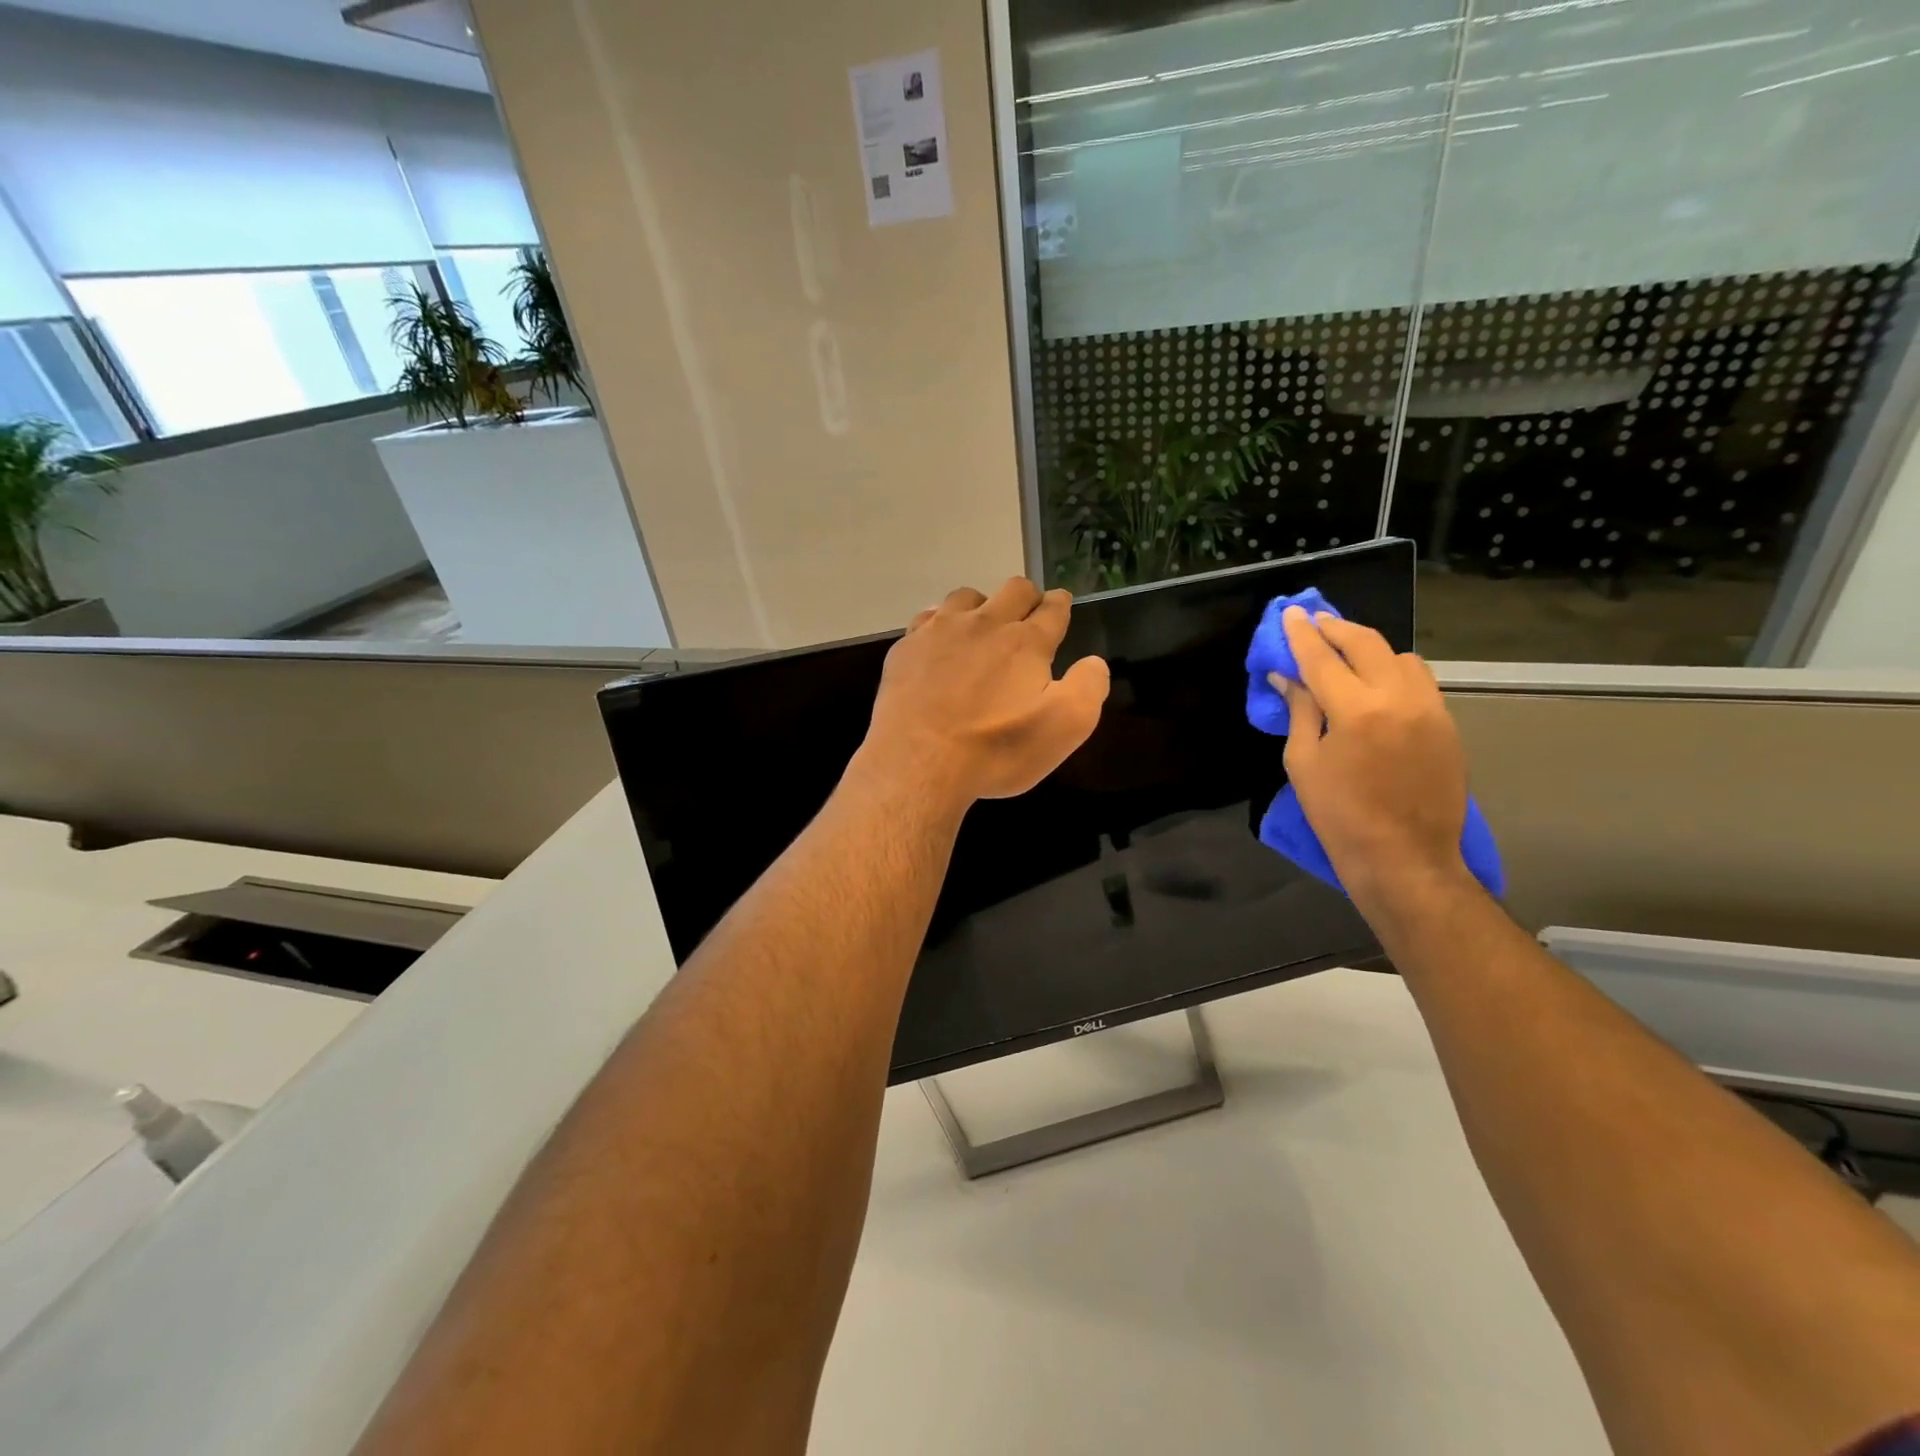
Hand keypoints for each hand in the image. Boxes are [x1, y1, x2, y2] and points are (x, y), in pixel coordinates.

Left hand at [859, 579, 1109, 809]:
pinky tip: (940, 645)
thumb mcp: (1065, 727)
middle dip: (1028, 597)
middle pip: (1013, 589)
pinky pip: (927, 618)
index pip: (1053, 609)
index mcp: (1026, 642)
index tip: (1061, 605)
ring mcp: (940, 631)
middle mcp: (985, 623)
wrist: (920, 762)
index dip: (1060, 605)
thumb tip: (1094, 662)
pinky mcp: (907, 648)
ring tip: (981, 629)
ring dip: (982, 606)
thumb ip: (1088, 687)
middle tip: (1029, 614)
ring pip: (967, 597)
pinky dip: (941, 624)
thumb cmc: (997, 748)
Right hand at [1276, 607, 1469, 906]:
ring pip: (1401, 657)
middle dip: (1337, 628)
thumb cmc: (1339, 816)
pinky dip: (1394, 671)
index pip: (1322, 658)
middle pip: (1367, 644)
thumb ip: (1300, 712)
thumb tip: (1288, 677)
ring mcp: (1430, 709)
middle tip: (1316, 622)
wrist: (1405, 857)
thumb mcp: (1304, 763)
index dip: (1302, 634)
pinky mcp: (1447, 725)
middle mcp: (1398, 698)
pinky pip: (1420, 681)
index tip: (1291, 613)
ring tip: (1347, 654)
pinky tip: (1376, 685)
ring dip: (1370, 648)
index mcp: (1356, 710)